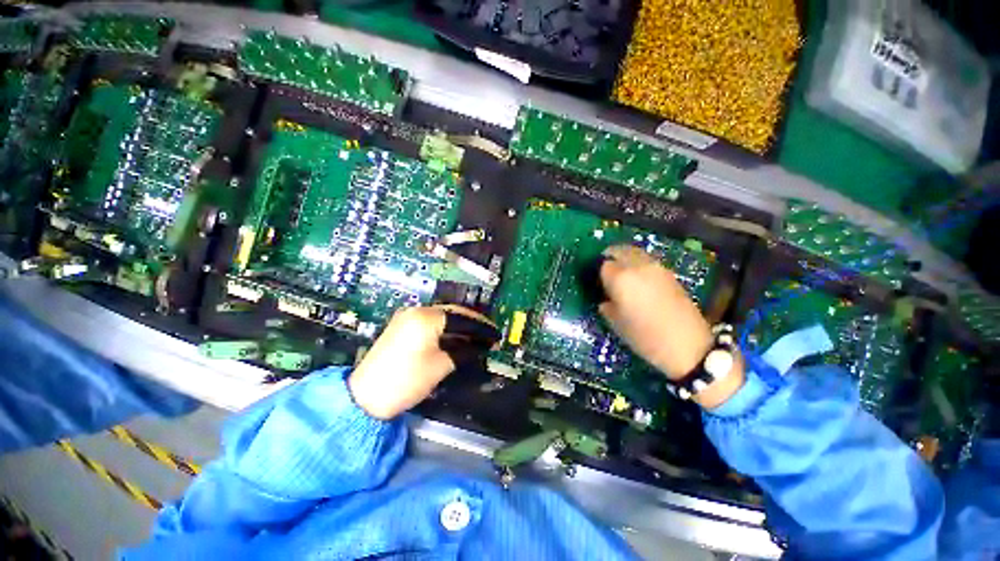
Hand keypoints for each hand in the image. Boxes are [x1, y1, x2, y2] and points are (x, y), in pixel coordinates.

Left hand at [348, 305, 497, 419]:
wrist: (366, 397)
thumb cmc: (406, 380)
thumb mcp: (441, 366)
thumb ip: (463, 352)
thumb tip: (481, 346)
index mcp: (426, 317)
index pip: (461, 318)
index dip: (481, 327)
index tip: (495, 334)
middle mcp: (416, 310)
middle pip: (452, 312)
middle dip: (471, 323)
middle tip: (487, 334)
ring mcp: (407, 317)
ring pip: (442, 316)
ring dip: (459, 325)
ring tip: (476, 337)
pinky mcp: (402, 326)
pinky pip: (431, 322)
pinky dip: (445, 329)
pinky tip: (456, 337)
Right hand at [598, 245, 743, 408]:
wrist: (687, 344)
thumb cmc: (645, 336)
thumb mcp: (616, 323)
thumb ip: (606, 305)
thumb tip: (605, 298)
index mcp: (621, 278)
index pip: (603, 265)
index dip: (598, 273)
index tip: (597, 282)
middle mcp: (638, 266)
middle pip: (620, 250)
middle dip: (610, 256)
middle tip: (605, 269)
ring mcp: (656, 267)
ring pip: (635, 252)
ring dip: (625, 257)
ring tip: (621, 273)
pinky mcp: (669, 273)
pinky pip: (647, 261)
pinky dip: (638, 263)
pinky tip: (638, 279)